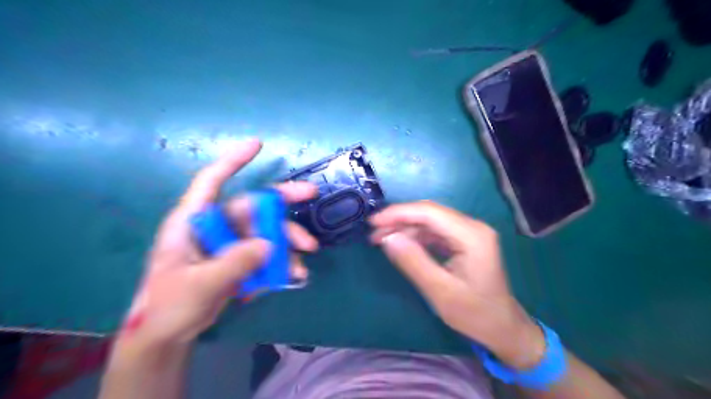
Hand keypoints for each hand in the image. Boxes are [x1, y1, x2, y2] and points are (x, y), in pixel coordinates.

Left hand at [124, 139, 319, 347]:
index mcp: (194, 222)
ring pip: (266, 230)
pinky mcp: (241, 260)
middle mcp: (215, 227)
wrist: (167, 335)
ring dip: (289, 240)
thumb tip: (268, 244)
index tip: (257, 144)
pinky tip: (294, 274)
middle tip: (312, 195)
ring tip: (306, 255)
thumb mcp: (200, 284)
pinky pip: (267, 253)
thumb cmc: (168, 305)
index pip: (211, 182)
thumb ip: (234, 263)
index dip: (233, 161)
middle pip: (253, 205)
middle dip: (283, 202)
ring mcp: (230, 244)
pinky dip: (283, 261)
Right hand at [373, 203, 545, 370]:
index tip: (373, 222)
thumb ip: (413, 261)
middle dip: (399, 220)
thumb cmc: (474, 314)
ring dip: (405, 228)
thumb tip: (387, 237)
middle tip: (374, 234)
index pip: (429, 212)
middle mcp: (472, 226)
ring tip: (381, 240)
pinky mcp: (464, 240)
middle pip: (429, 213)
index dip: (399, 213)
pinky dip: (416, 236)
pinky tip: (401, 244)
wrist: (502, 328)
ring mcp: (469, 232)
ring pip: (430, 221)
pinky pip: (435, 231)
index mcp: (472, 235)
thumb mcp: (440, 291)